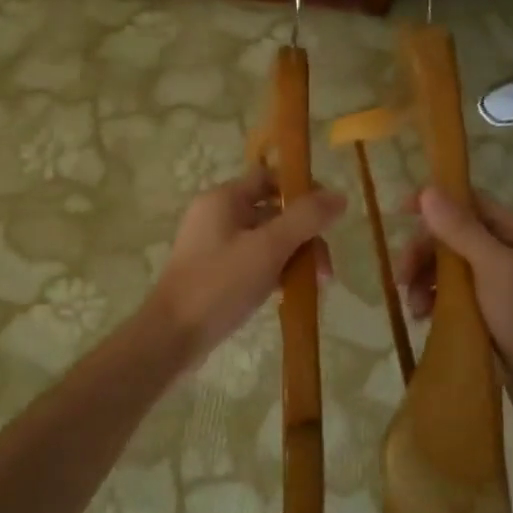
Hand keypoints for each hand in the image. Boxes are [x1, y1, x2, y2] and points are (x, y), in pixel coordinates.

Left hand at [146, 168, 346, 369]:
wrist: (173, 336)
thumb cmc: (220, 284)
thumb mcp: (268, 248)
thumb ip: (305, 219)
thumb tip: (340, 196)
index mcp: (224, 199)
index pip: (270, 177)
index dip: (303, 191)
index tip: (329, 218)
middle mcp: (217, 215)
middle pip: (274, 212)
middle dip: (304, 237)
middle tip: (324, 272)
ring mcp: (214, 245)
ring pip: (267, 240)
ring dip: (294, 258)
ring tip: (313, 288)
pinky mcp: (215, 272)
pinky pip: (254, 262)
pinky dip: (275, 272)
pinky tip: (290, 294)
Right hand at [398, 187, 512, 434]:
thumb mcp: (495, 270)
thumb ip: (462, 230)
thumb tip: (428, 191)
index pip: (469, 202)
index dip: (433, 205)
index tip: (397, 214)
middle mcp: (512, 250)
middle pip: (454, 235)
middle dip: (425, 253)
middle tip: (401, 278)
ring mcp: (503, 281)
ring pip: (450, 265)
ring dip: (426, 280)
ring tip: (414, 308)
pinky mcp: (492, 309)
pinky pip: (455, 292)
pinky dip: (436, 299)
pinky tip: (424, 317)